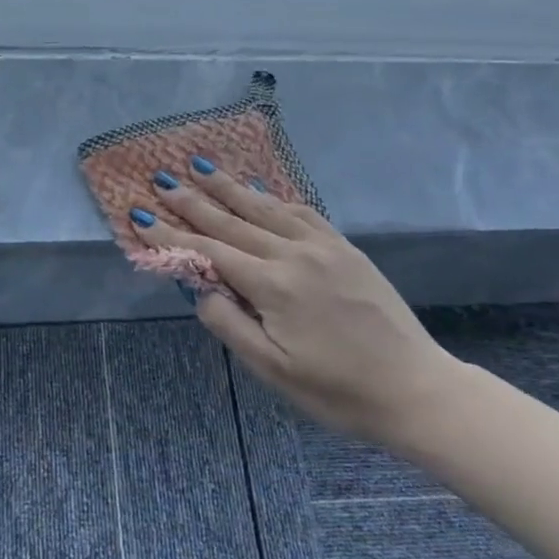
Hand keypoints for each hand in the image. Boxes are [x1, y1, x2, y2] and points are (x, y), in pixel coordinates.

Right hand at [133, 160, 452, 443]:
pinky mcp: (345, 248)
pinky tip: (261, 193)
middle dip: (193, 201)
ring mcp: (323, 246)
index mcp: (272, 284)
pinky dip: (274, 199)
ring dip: (231, 188)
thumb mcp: (274, 369)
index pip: (209, 251)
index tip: (142, 215)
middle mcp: (293, 253)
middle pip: (232, 221)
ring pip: (266, 208)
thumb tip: (199, 288)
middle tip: (162, 180)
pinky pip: (302, 212)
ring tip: (202, 168)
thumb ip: (230, 324)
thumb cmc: (338, 390)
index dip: (172, 234)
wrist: (416, 388)